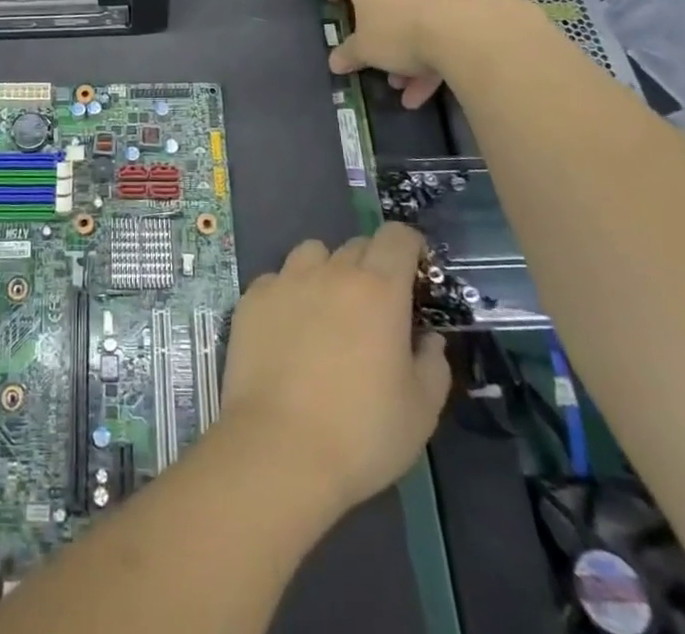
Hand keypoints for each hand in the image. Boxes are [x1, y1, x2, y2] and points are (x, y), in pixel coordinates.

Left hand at [220, 223, 450, 514]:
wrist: (279, 447)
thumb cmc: (362, 432)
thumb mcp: (421, 409)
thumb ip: (432, 363)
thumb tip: (427, 338)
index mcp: (378, 289)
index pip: (397, 236)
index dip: (410, 247)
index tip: (415, 274)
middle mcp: (330, 271)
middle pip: (357, 245)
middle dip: (373, 267)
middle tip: (376, 309)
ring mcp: (285, 280)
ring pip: (314, 254)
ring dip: (328, 271)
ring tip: (329, 313)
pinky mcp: (252, 297)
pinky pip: (277, 279)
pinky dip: (290, 294)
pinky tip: (289, 332)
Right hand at [321, 0, 508, 108]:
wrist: (472, 28)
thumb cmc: (399, 29)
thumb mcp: (366, 49)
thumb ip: (349, 53)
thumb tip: (336, 62)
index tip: (335, 2)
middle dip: (373, 18)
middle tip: (369, 44)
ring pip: (410, 4)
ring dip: (404, 41)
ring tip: (402, 81)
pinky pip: (437, 14)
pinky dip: (430, 46)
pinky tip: (428, 87)